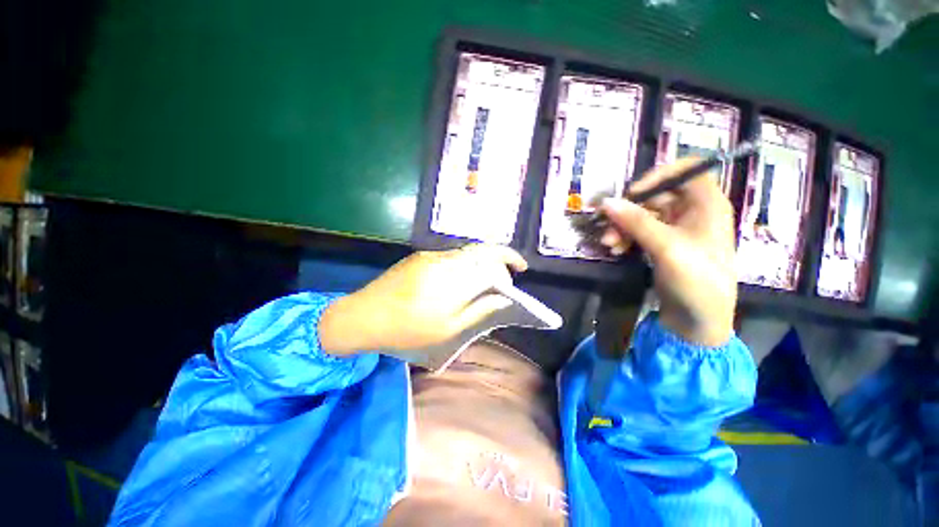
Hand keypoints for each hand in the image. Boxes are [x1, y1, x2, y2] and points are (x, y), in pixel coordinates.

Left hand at [319, 244, 527, 358]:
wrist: (363, 316)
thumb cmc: (407, 329)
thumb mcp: (448, 328)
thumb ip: (479, 309)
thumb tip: (502, 297)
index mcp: (452, 279)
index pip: (490, 259)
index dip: (508, 258)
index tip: (520, 268)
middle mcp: (443, 261)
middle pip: (480, 250)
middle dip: (498, 260)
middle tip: (504, 280)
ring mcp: (430, 256)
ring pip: (466, 253)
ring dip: (481, 264)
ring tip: (486, 283)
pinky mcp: (420, 257)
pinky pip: (451, 257)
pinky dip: (465, 265)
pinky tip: (462, 281)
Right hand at [599, 158, 736, 346]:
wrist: (699, 319)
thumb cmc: (695, 278)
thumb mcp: (666, 247)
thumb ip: (636, 221)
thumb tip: (606, 202)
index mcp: (707, 204)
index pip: (687, 171)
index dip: (659, 176)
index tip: (633, 192)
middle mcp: (693, 212)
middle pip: (657, 195)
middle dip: (630, 209)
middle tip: (607, 224)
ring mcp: (677, 229)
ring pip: (644, 215)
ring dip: (623, 226)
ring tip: (608, 244)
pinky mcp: (663, 245)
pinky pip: (640, 232)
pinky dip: (626, 238)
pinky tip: (616, 250)